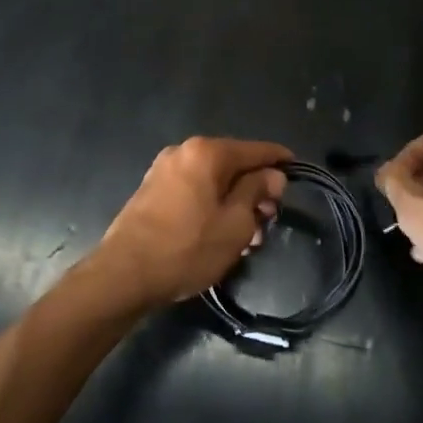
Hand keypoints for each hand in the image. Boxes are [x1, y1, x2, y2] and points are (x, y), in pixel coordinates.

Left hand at [94, 137, 290, 307]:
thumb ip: (257, 191)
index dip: (279, 161)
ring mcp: (164, 169)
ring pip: (212, 180)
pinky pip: (193, 190)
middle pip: (232, 164)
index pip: (255, 149)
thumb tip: (272, 175)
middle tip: (268, 222)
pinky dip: (211, 205)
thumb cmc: (187, 248)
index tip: (297, 171)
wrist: (124, 274)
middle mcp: (184, 151)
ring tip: (247, 238)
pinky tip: (219, 234)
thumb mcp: (236, 224)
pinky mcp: (152, 190)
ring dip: (233, 202)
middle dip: (254, 190)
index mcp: (207, 152)